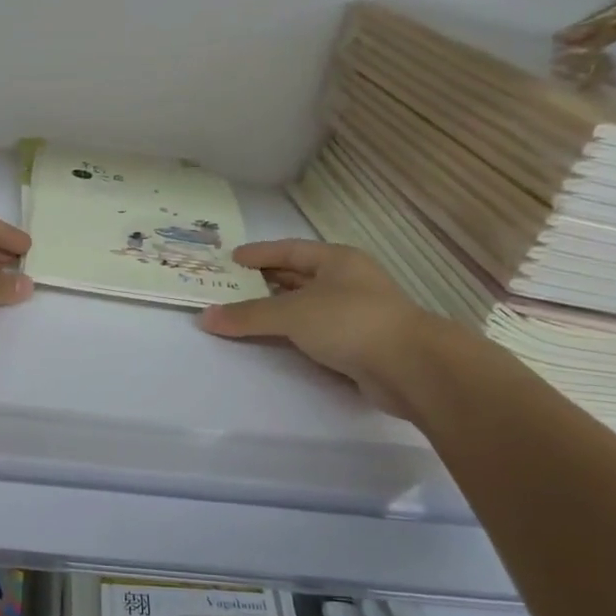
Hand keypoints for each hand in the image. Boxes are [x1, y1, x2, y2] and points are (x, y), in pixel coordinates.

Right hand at [197, 240, 441, 415]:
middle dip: (266, 281)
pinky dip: (293, 334)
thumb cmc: (350, 322)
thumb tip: (204, 317)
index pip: (291, 250)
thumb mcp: (292, 314)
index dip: (260, 253)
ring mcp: (356, 313)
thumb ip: (247, 316)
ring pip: (307, 306)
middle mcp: (348, 281)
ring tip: (244, 315)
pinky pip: (315, 332)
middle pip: (299, 277)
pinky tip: (274, 342)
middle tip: (231, 287)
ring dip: (278, 310)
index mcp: (337, 260)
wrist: (410, 366)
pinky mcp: (359, 344)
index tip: (232, 258)